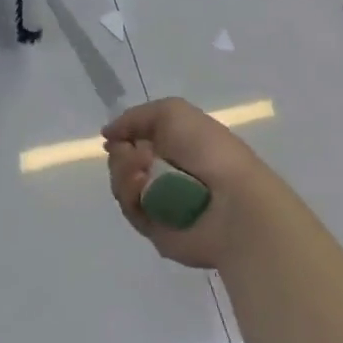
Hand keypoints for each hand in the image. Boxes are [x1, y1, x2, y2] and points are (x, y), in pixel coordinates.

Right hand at [104, 97, 272, 269]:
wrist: (233, 203)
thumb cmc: (208, 150)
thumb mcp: (172, 112)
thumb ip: (135, 117)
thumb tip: (109, 134)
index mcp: (176, 145)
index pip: (136, 139)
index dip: (123, 136)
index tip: (113, 136)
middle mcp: (166, 172)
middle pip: (123, 161)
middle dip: (121, 155)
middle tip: (135, 156)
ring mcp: (160, 202)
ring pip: (122, 184)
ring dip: (124, 173)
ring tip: (142, 172)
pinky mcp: (155, 230)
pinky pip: (130, 209)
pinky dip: (130, 195)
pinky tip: (142, 187)